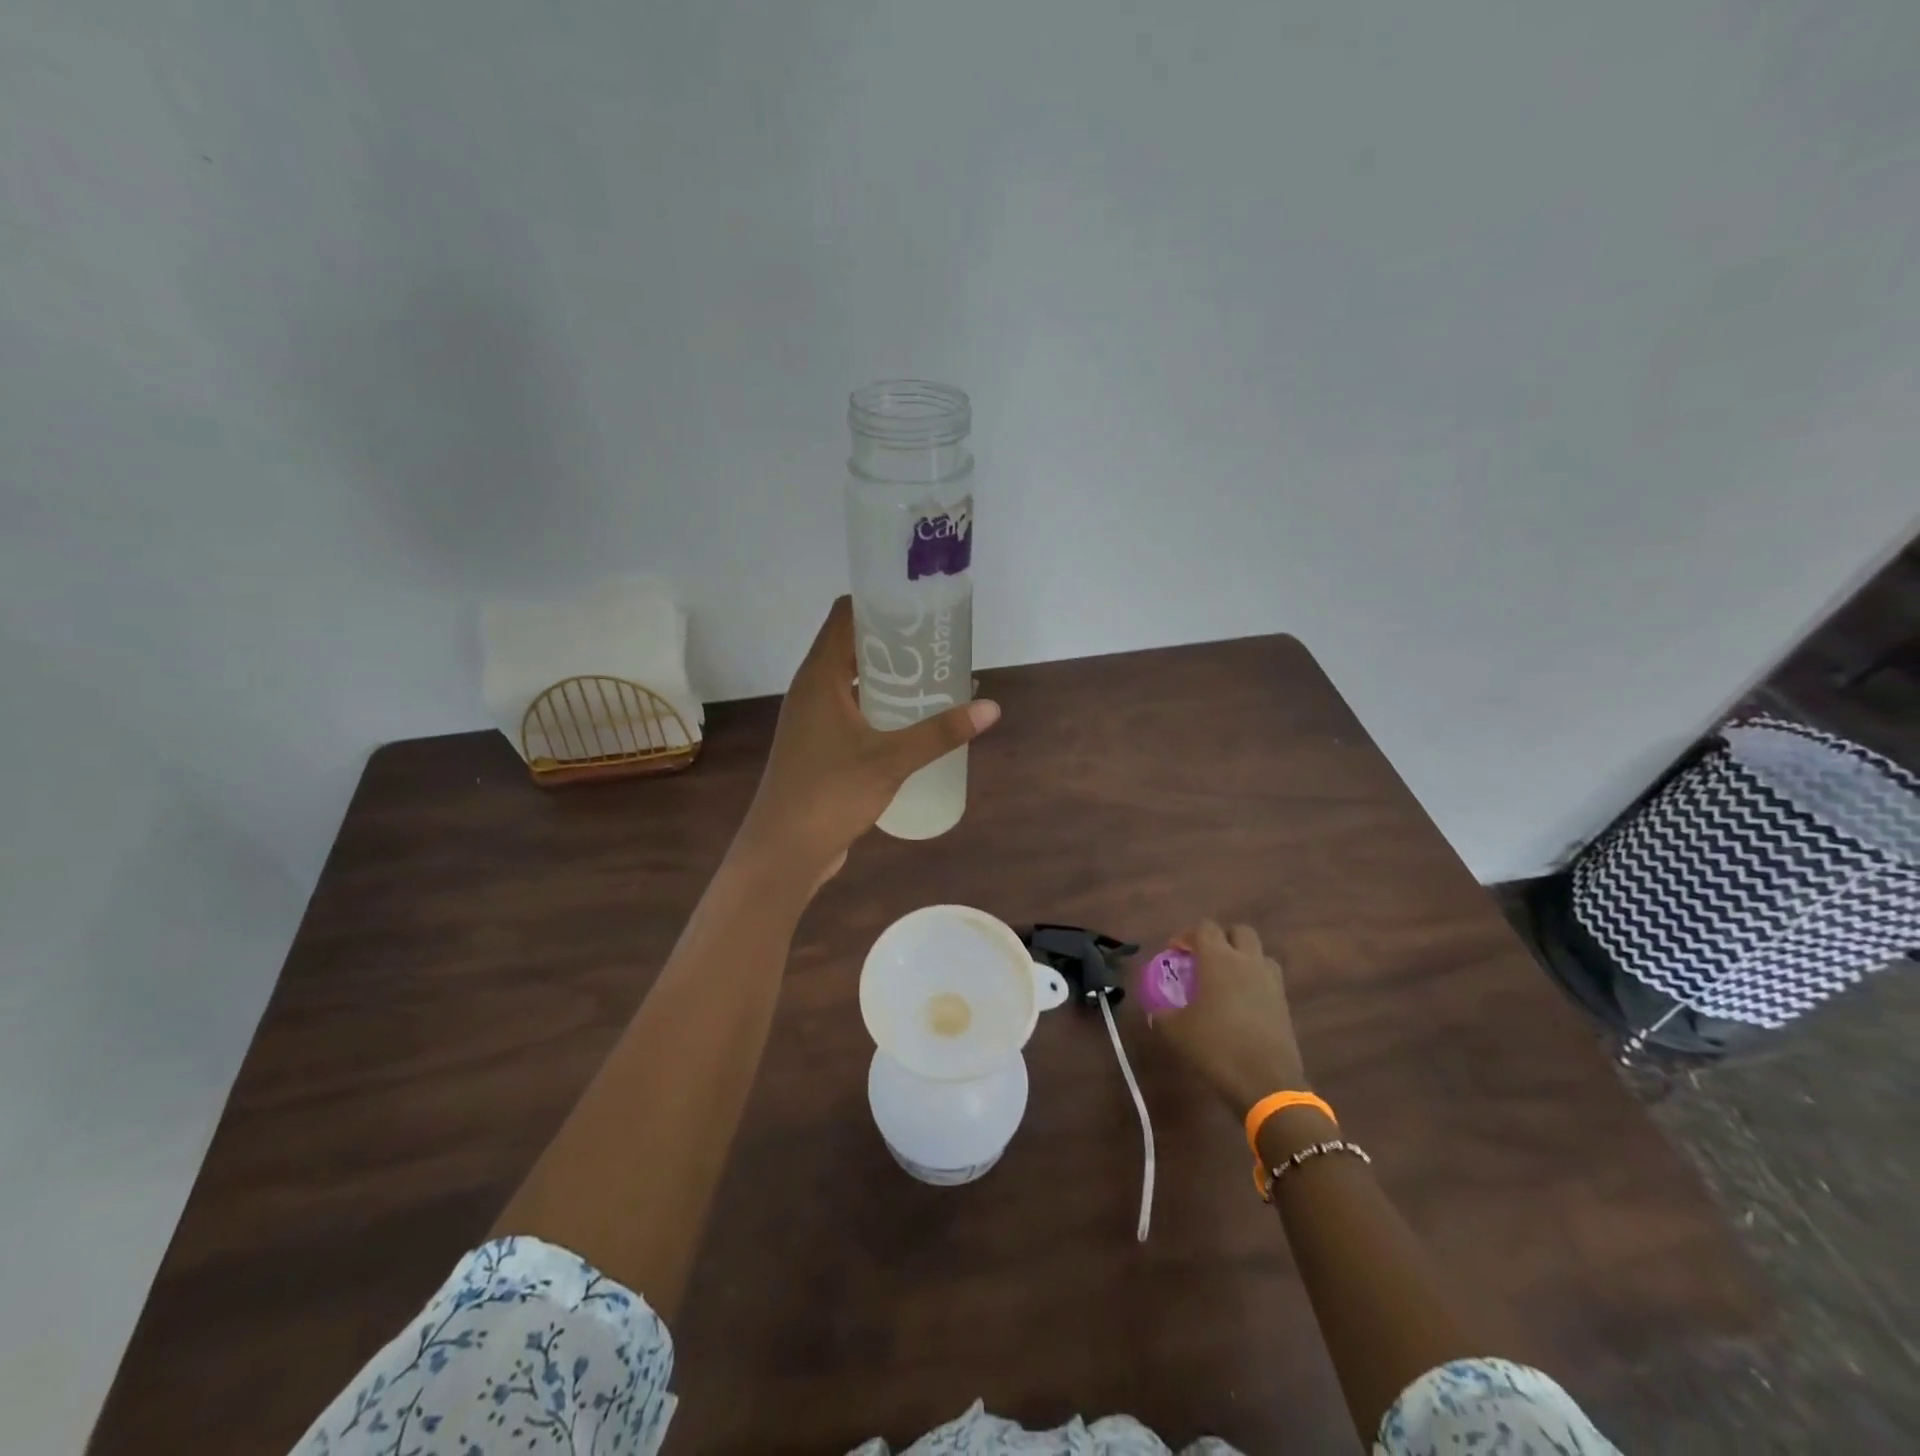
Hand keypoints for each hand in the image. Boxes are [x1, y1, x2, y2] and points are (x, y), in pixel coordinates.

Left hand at [737, 597, 999, 881]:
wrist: (783, 851)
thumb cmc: (830, 794)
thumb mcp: (891, 760)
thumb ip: (940, 733)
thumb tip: (990, 708)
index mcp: (819, 677)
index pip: (846, 615)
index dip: (881, 601)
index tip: (921, 603)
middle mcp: (812, 690)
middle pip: (852, 646)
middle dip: (895, 641)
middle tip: (940, 643)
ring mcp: (812, 719)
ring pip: (853, 681)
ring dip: (889, 676)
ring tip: (934, 677)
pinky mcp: (818, 746)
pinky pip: (852, 710)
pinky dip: (880, 706)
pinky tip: (912, 721)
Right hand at [1150, 921, 1307, 1118]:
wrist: (1267, 1083)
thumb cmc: (1216, 1047)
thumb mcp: (1176, 1031)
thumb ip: (1162, 1012)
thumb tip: (1155, 1009)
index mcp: (1218, 959)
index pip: (1205, 928)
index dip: (1188, 935)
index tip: (1176, 952)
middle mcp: (1247, 961)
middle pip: (1239, 931)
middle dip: (1221, 938)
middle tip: (1205, 959)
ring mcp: (1270, 981)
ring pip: (1259, 953)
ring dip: (1243, 957)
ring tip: (1226, 978)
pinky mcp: (1284, 1003)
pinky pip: (1269, 978)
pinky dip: (1255, 980)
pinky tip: (1242, 1002)